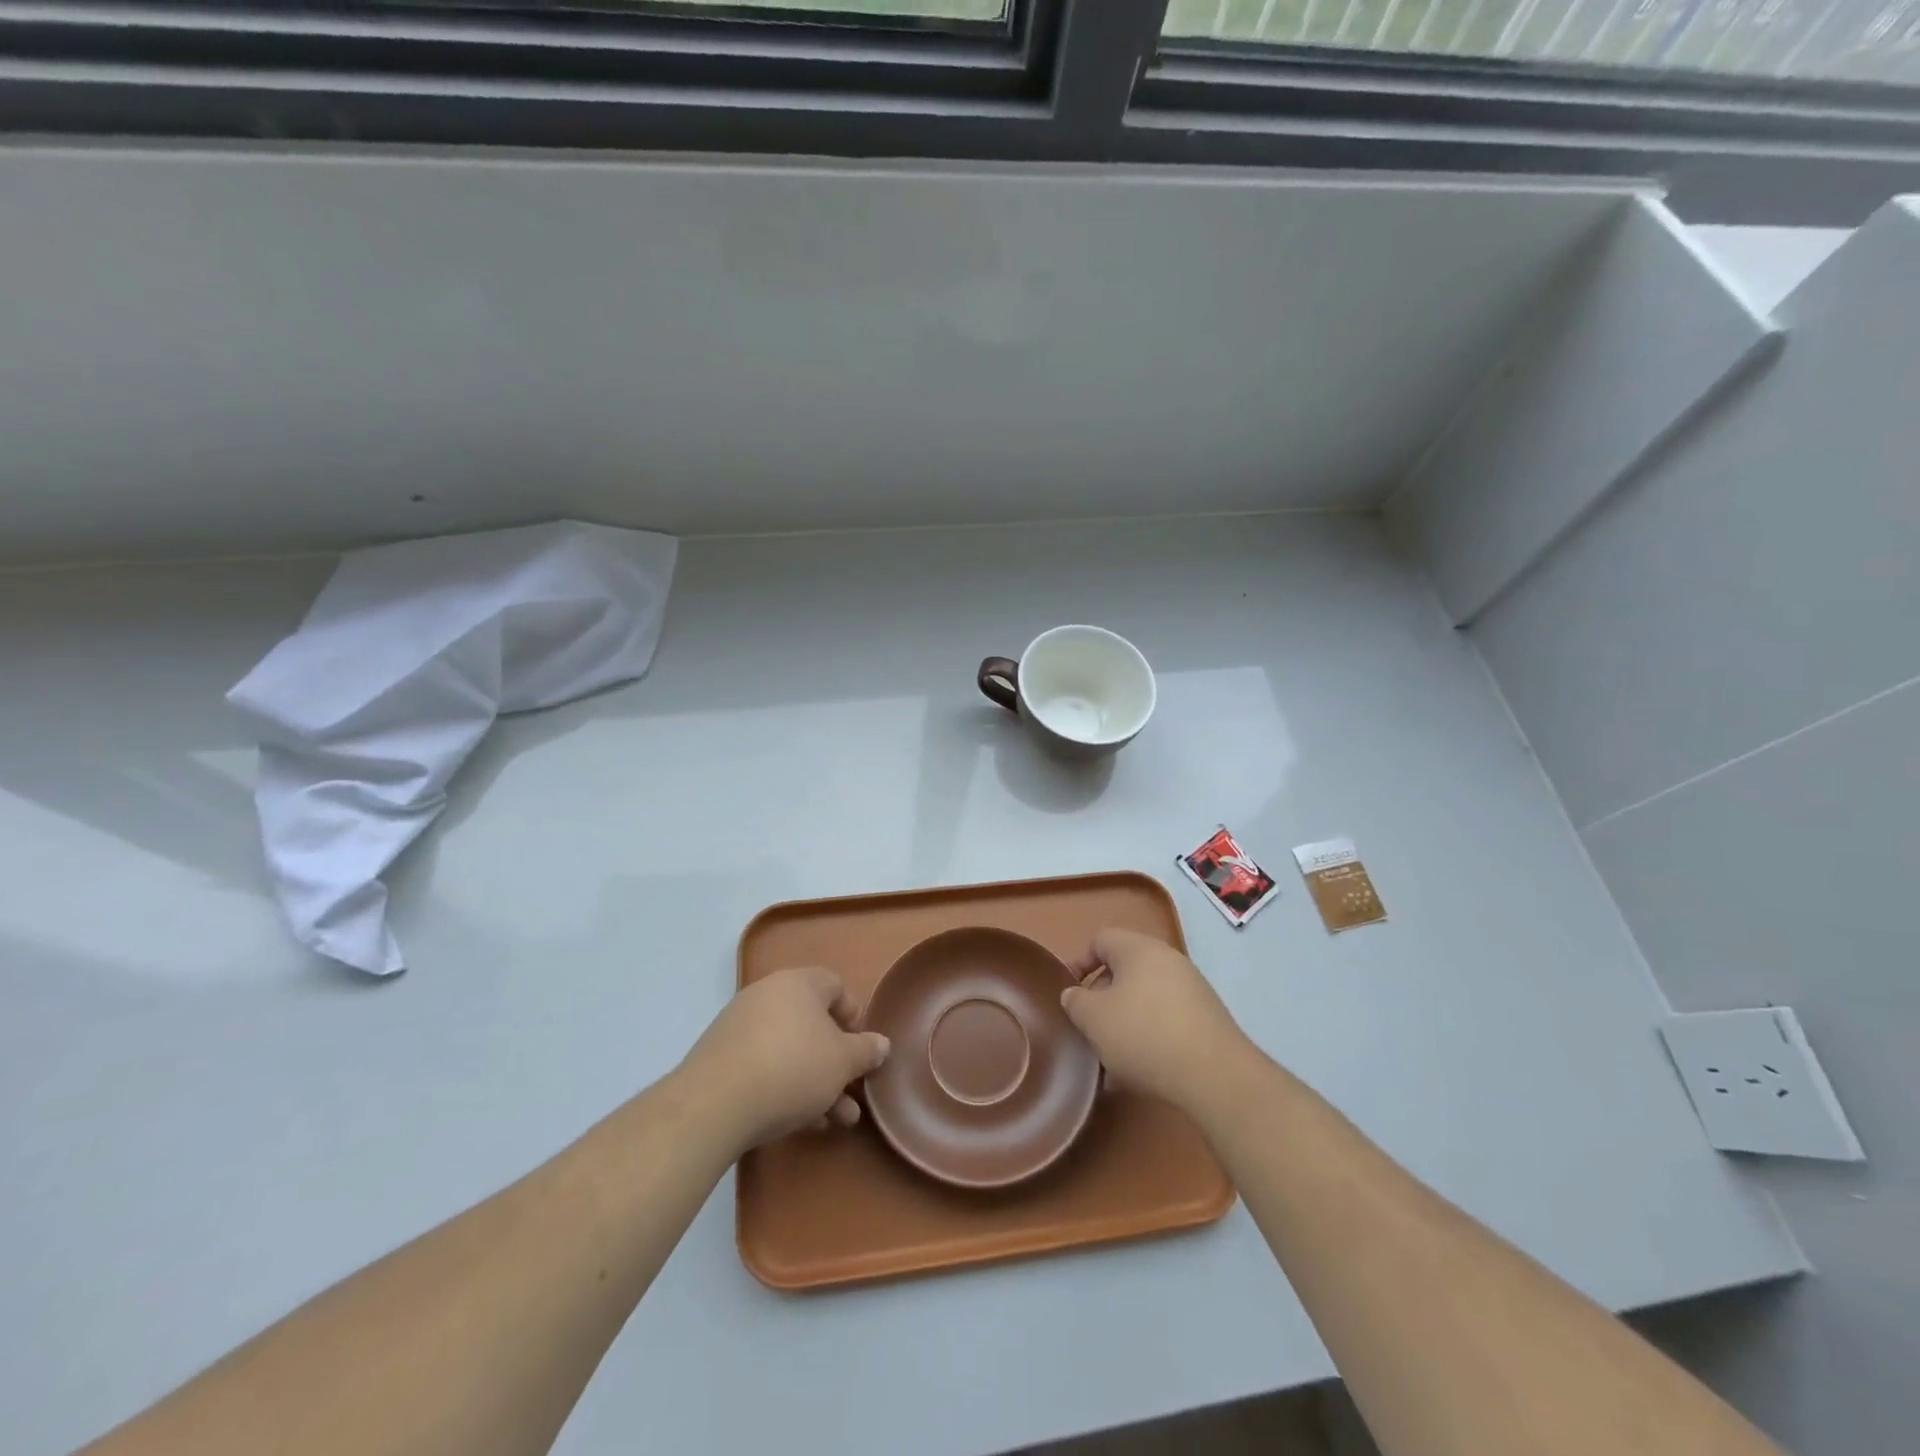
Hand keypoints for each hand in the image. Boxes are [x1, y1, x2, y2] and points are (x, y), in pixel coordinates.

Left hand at [677, 966, 890, 1156]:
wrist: (714, 1104)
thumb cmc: (793, 1068)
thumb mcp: (843, 1062)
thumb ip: (866, 1051)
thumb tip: (881, 1043)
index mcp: (799, 983)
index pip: (835, 986)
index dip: (854, 1016)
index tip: (861, 1049)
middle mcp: (768, 994)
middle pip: (812, 1023)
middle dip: (836, 1062)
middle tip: (851, 1093)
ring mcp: (740, 1026)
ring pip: (790, 1050)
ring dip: (815, 1082)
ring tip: (835, 1120)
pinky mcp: (720, 1058)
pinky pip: (763, 1066)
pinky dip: (784, 1087)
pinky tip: (801, 1123)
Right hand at [1062, 929, 1248, 1112]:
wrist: (1215, 1076)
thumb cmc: (1143, 1036)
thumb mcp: (1093, 1020)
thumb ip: (1075, 1002)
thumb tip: (1076, 995)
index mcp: (1138, 949)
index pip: (1100, 941)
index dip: (1079, 964)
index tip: (1071, 995)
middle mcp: (1168, 959)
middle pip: (1125, 969)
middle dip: (1103, 996)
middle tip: (1092, 1027)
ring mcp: (1192, 987)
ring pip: (1146, 996)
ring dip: (1127, 1019)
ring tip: (1115, 1055)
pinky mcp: (1208, 1016)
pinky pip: (1168, 1016)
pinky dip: (1151, 1034)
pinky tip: (1144, 1067)